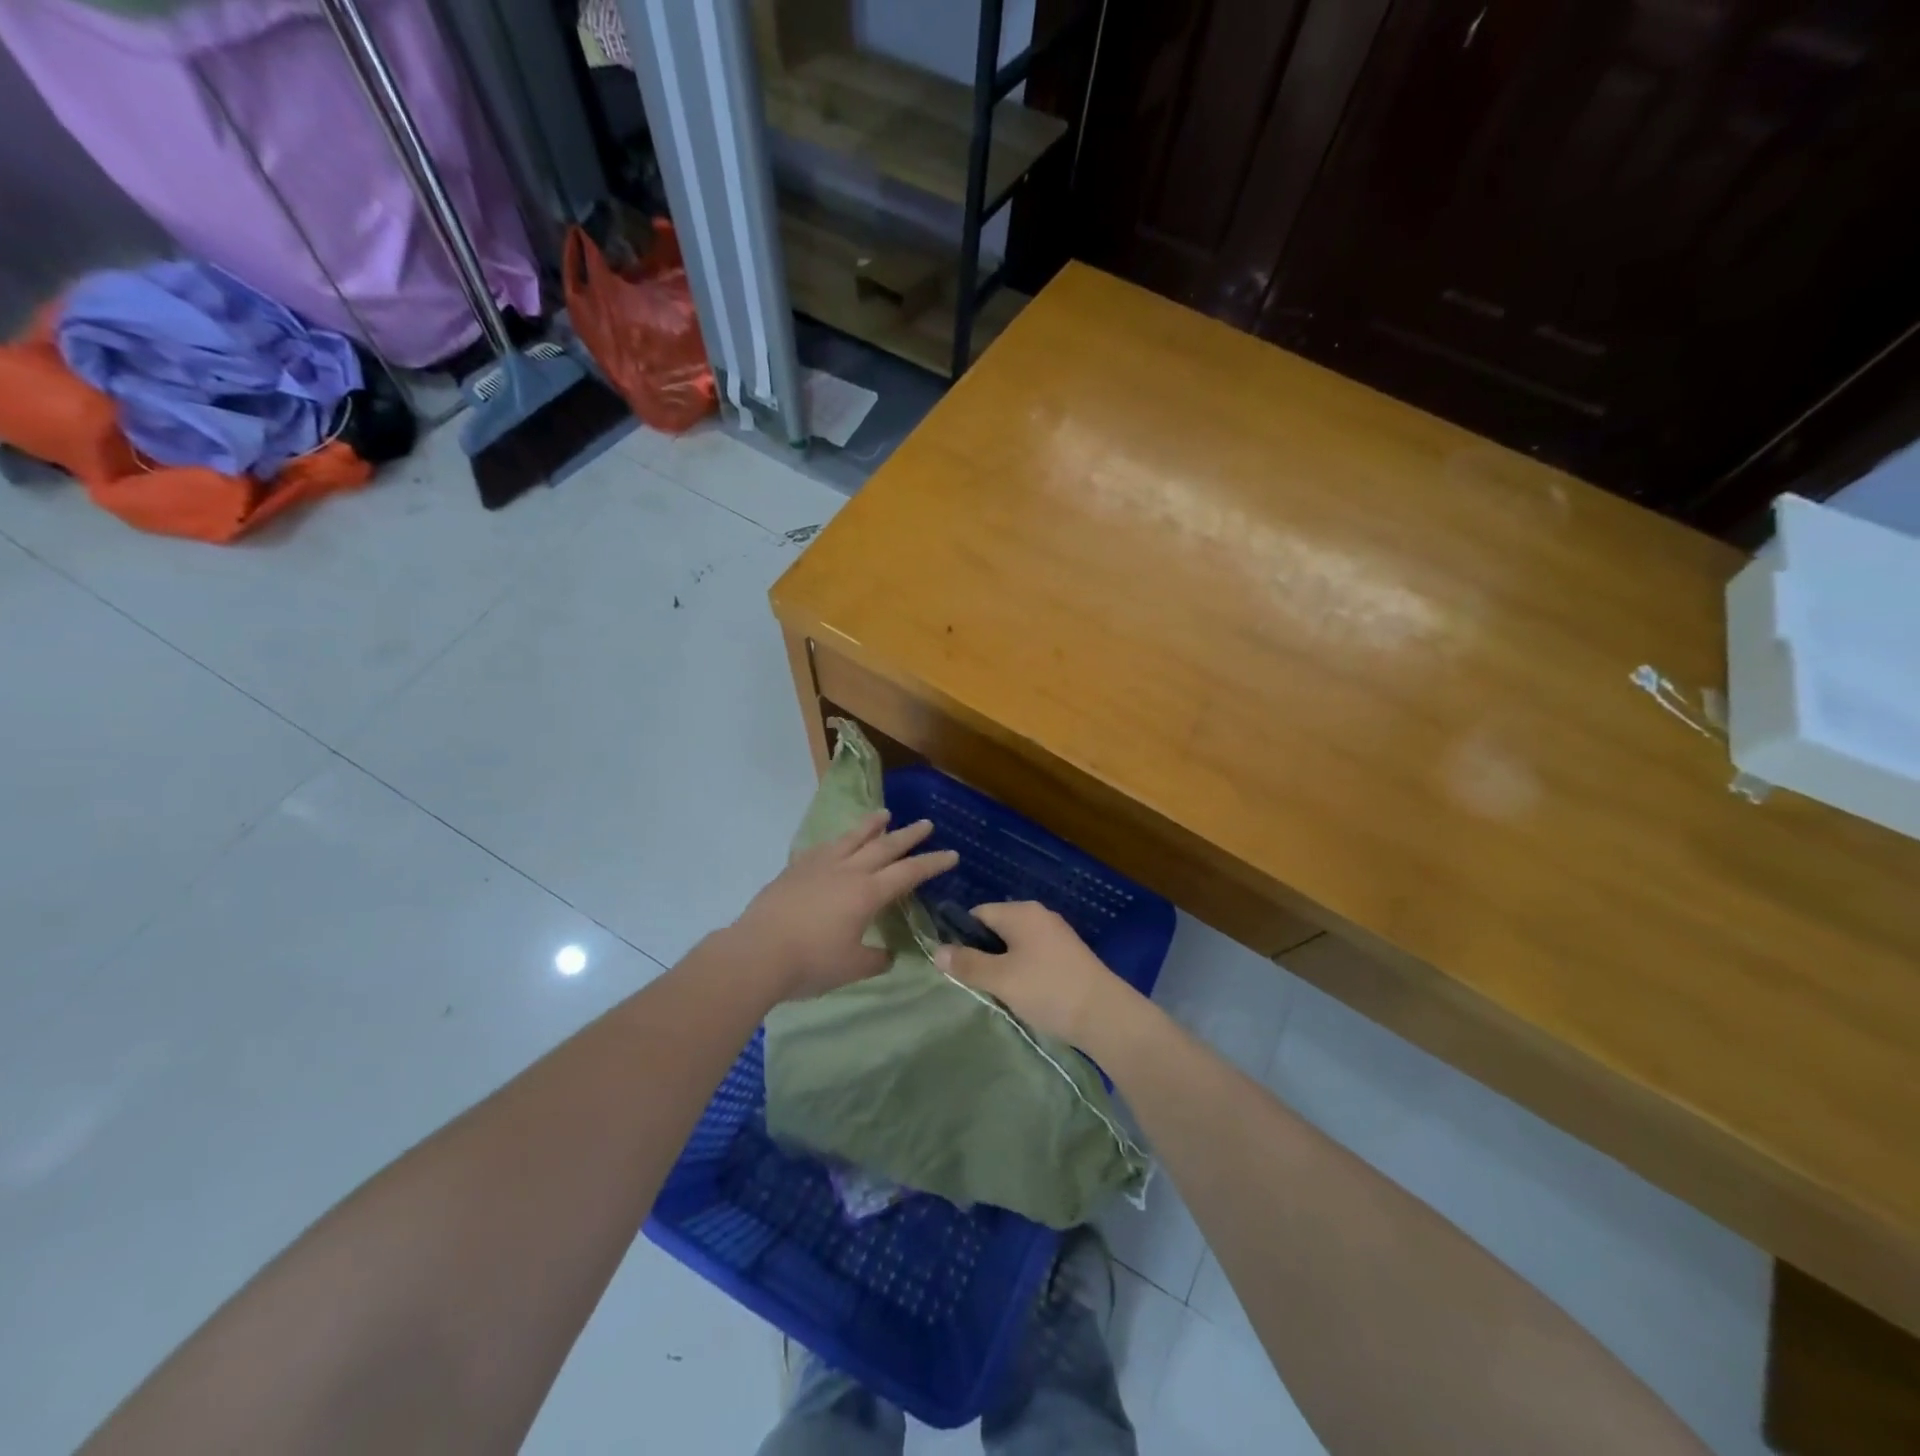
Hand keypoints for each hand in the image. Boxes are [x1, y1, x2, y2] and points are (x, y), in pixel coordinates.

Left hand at [732, 812, 958, 1000]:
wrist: (757, 953)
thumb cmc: (810, 963)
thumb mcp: (852, 967)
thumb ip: (875, 958)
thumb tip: (887, 953)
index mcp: (867, 893)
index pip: (908, 873)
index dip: (932, 863)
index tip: (951, 854)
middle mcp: (847, 871)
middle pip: (884, 847)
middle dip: (908, 836)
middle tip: (926, 824)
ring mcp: (819, 866)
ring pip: (851, 838)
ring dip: (871, 826)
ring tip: (884, 814)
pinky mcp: (795, 870)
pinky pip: (823, 847)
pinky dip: (837, 841)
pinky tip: (837, 842)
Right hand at [933, 901, 1144, 1052]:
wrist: (1106, 1015)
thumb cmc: (1048, 990)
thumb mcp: (1001, 979)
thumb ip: (967, 964)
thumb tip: (936, 952)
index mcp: (1021, 912)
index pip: (978, 914)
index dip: (962, 937)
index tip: (956, 966)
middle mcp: (1039, 915)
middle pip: (997, 928)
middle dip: (983, 954)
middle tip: (975, 983)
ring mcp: (1057, 935)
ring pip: (1016, 944)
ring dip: (1004, 966)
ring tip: (998, 993)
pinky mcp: (1069, 955)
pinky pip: (1034, 956)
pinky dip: (1024, 971)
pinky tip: (1024, 995)